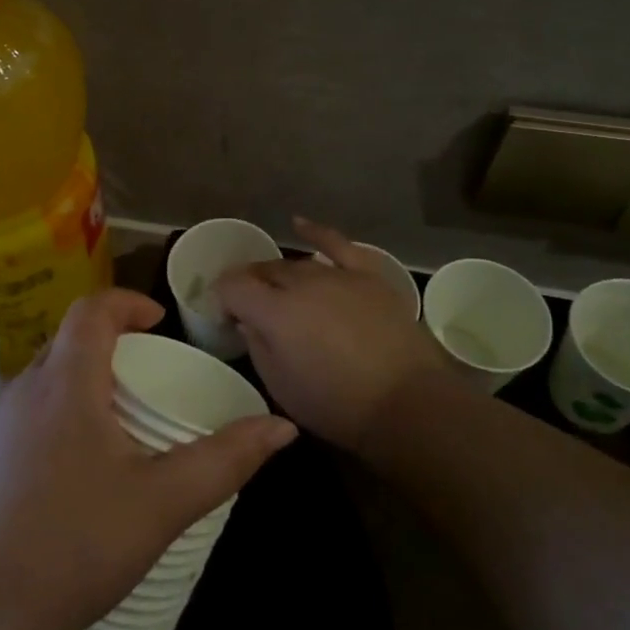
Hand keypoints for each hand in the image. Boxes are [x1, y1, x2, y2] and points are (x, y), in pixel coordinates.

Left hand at [0, 289, 296, 629]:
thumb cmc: (74, 546)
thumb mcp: (161, 503)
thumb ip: (224, 461)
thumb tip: (282, 427)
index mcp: (65, 382)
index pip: (92, 309)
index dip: (129, 303)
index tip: (163, 324)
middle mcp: (26, 389)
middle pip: (71, 338)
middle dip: (115, 341)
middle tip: (154, 373)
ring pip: (50, 374)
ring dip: (90, 376)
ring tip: (127, 416)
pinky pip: (34, 408)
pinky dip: (67, 407)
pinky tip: (86, 460)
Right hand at [215, 217, 452, 454]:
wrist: (407, 403)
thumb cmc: (337, 405)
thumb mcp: (281, 386)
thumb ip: (257, 346)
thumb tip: (248, 322)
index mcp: (274, 312)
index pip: (232, 287)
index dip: (221, 298)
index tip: (224, 317)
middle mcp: (301, 283)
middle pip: (264, 271)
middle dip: (249, 285)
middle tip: (248, 307)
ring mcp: (337, 275)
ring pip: (296, 264)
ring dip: (279, 274)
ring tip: (275, 287)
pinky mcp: (367, 275)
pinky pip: (337, 244)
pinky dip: (316, 232)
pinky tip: (299, 224)